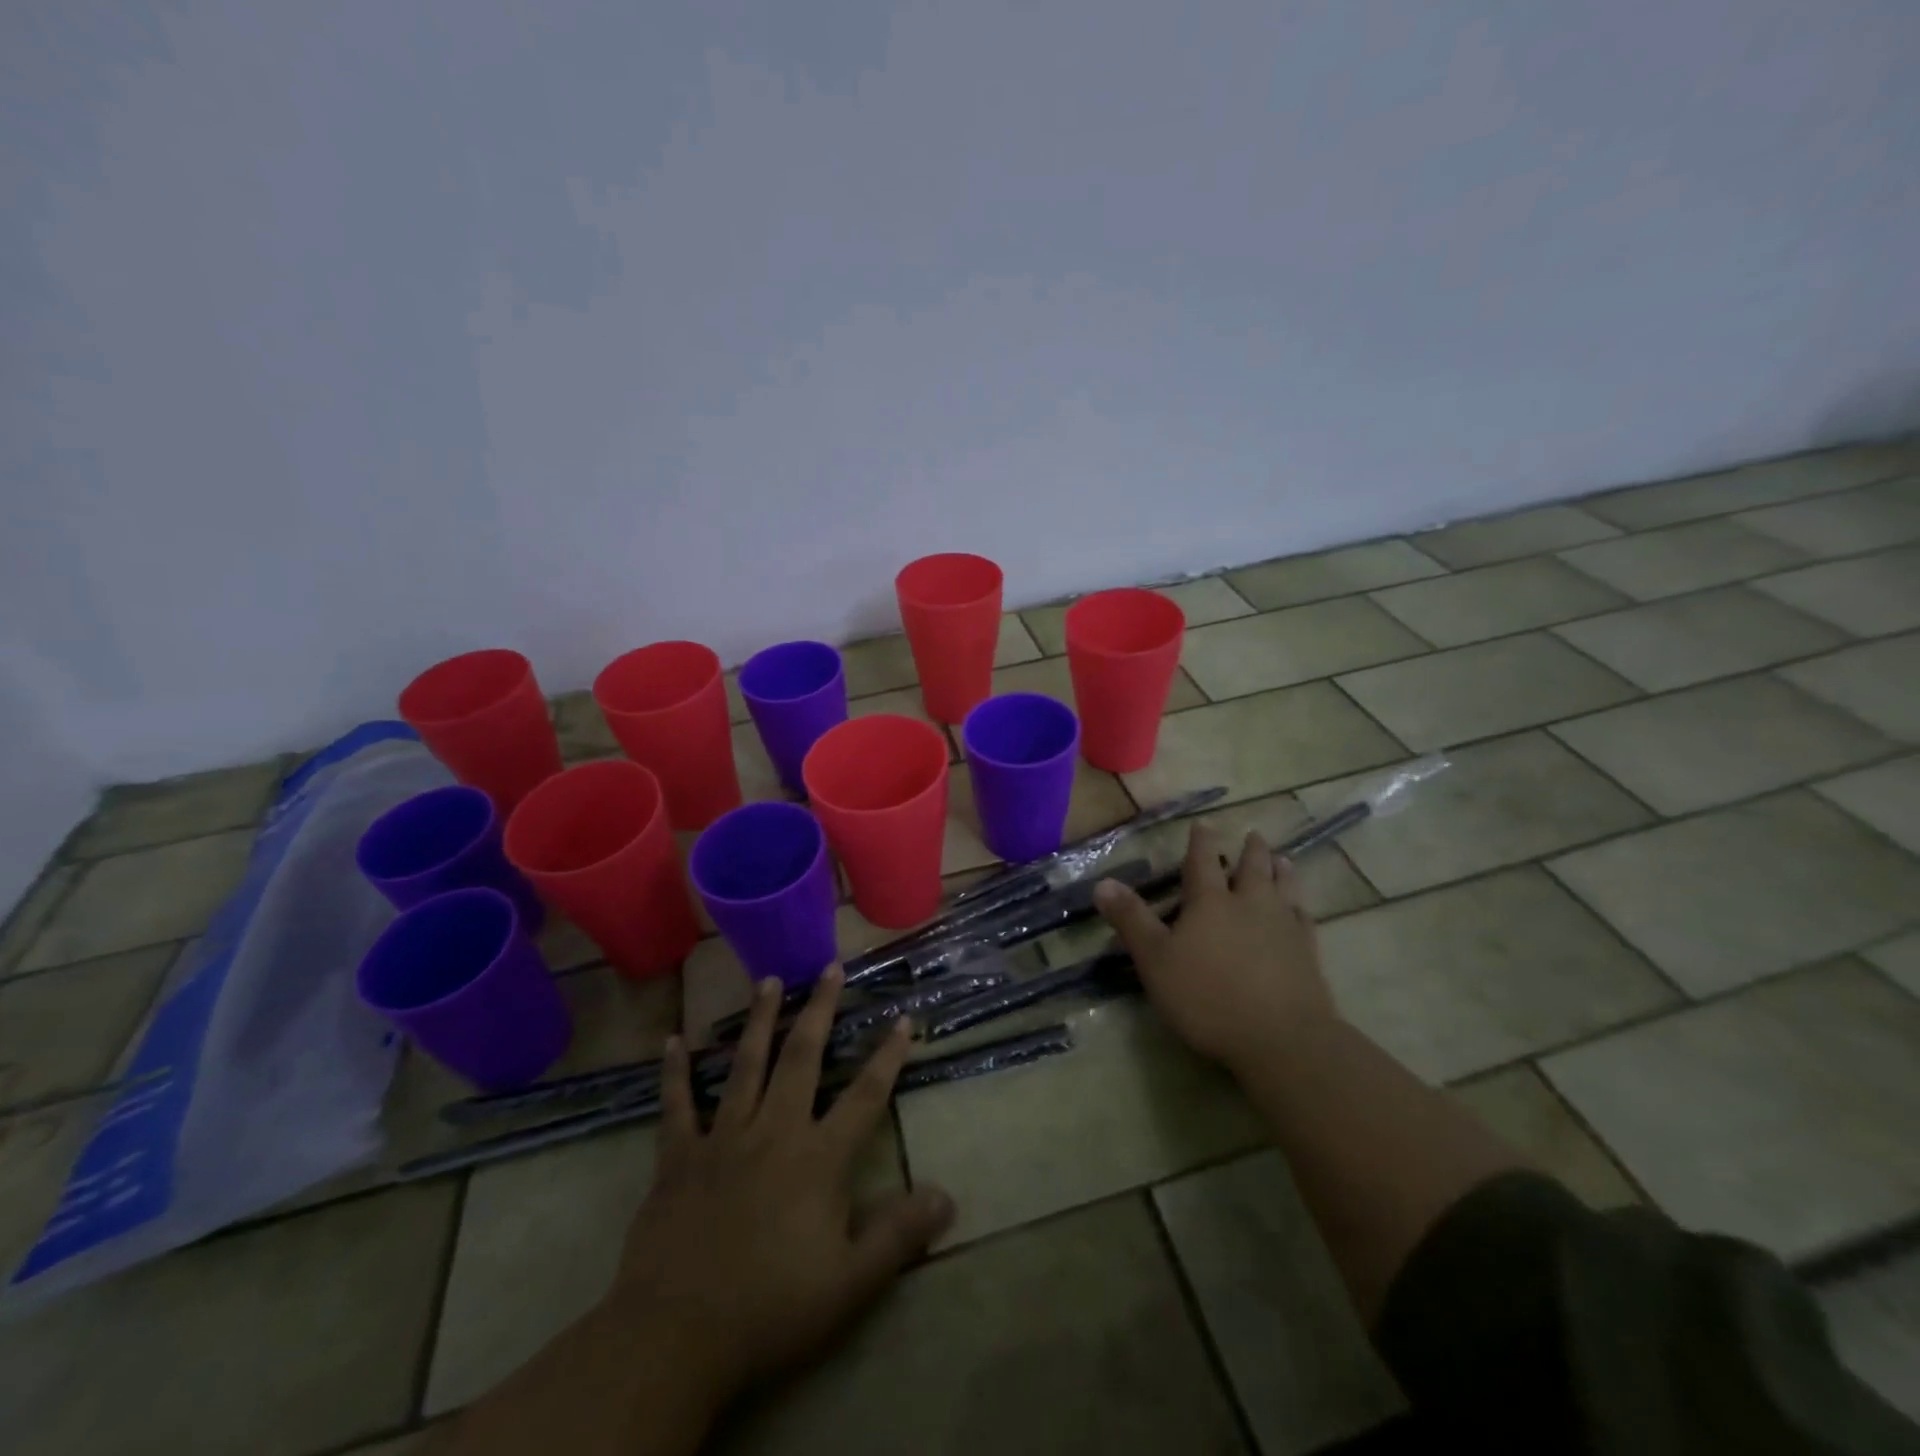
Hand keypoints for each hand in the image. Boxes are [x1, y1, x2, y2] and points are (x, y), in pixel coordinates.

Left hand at [608, 968, 953, 1409]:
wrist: (675, 1338)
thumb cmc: (771, 1310)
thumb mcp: (849, 1284)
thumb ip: (898, 1236)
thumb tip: (947, 1197)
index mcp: (817, 1159)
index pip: (864, 1096)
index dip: (888, 1056)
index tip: (902, 1018)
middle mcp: (773, 1132)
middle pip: (802, 1058)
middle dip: (820, 1009)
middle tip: (829, 967)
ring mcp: (722, 1139)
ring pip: (746, 1065)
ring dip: (760, 1020)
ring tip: (770, 980)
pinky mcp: (678, 1157)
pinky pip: (677, 1105)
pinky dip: (676, 1072)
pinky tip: (674, 1040)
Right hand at [1094, 824, 1335, 1070]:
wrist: (1281, 1038)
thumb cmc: (1207, 997)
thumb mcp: (1155, 960)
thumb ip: (1131, 920)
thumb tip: (1102, 883)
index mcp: (1210, 902)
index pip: (1203, 861)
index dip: (1201, 842)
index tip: (1204, 824)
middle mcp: (1250, 904)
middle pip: (1252, 868)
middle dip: (1250, 850)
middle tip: (1254, 835)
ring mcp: (1283, 927)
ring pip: (1284, 888)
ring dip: (1281, 871)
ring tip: (1283, 859)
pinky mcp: (1308, 954)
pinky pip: (1305, 920)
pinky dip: (1300, 908)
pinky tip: (1301, 910)